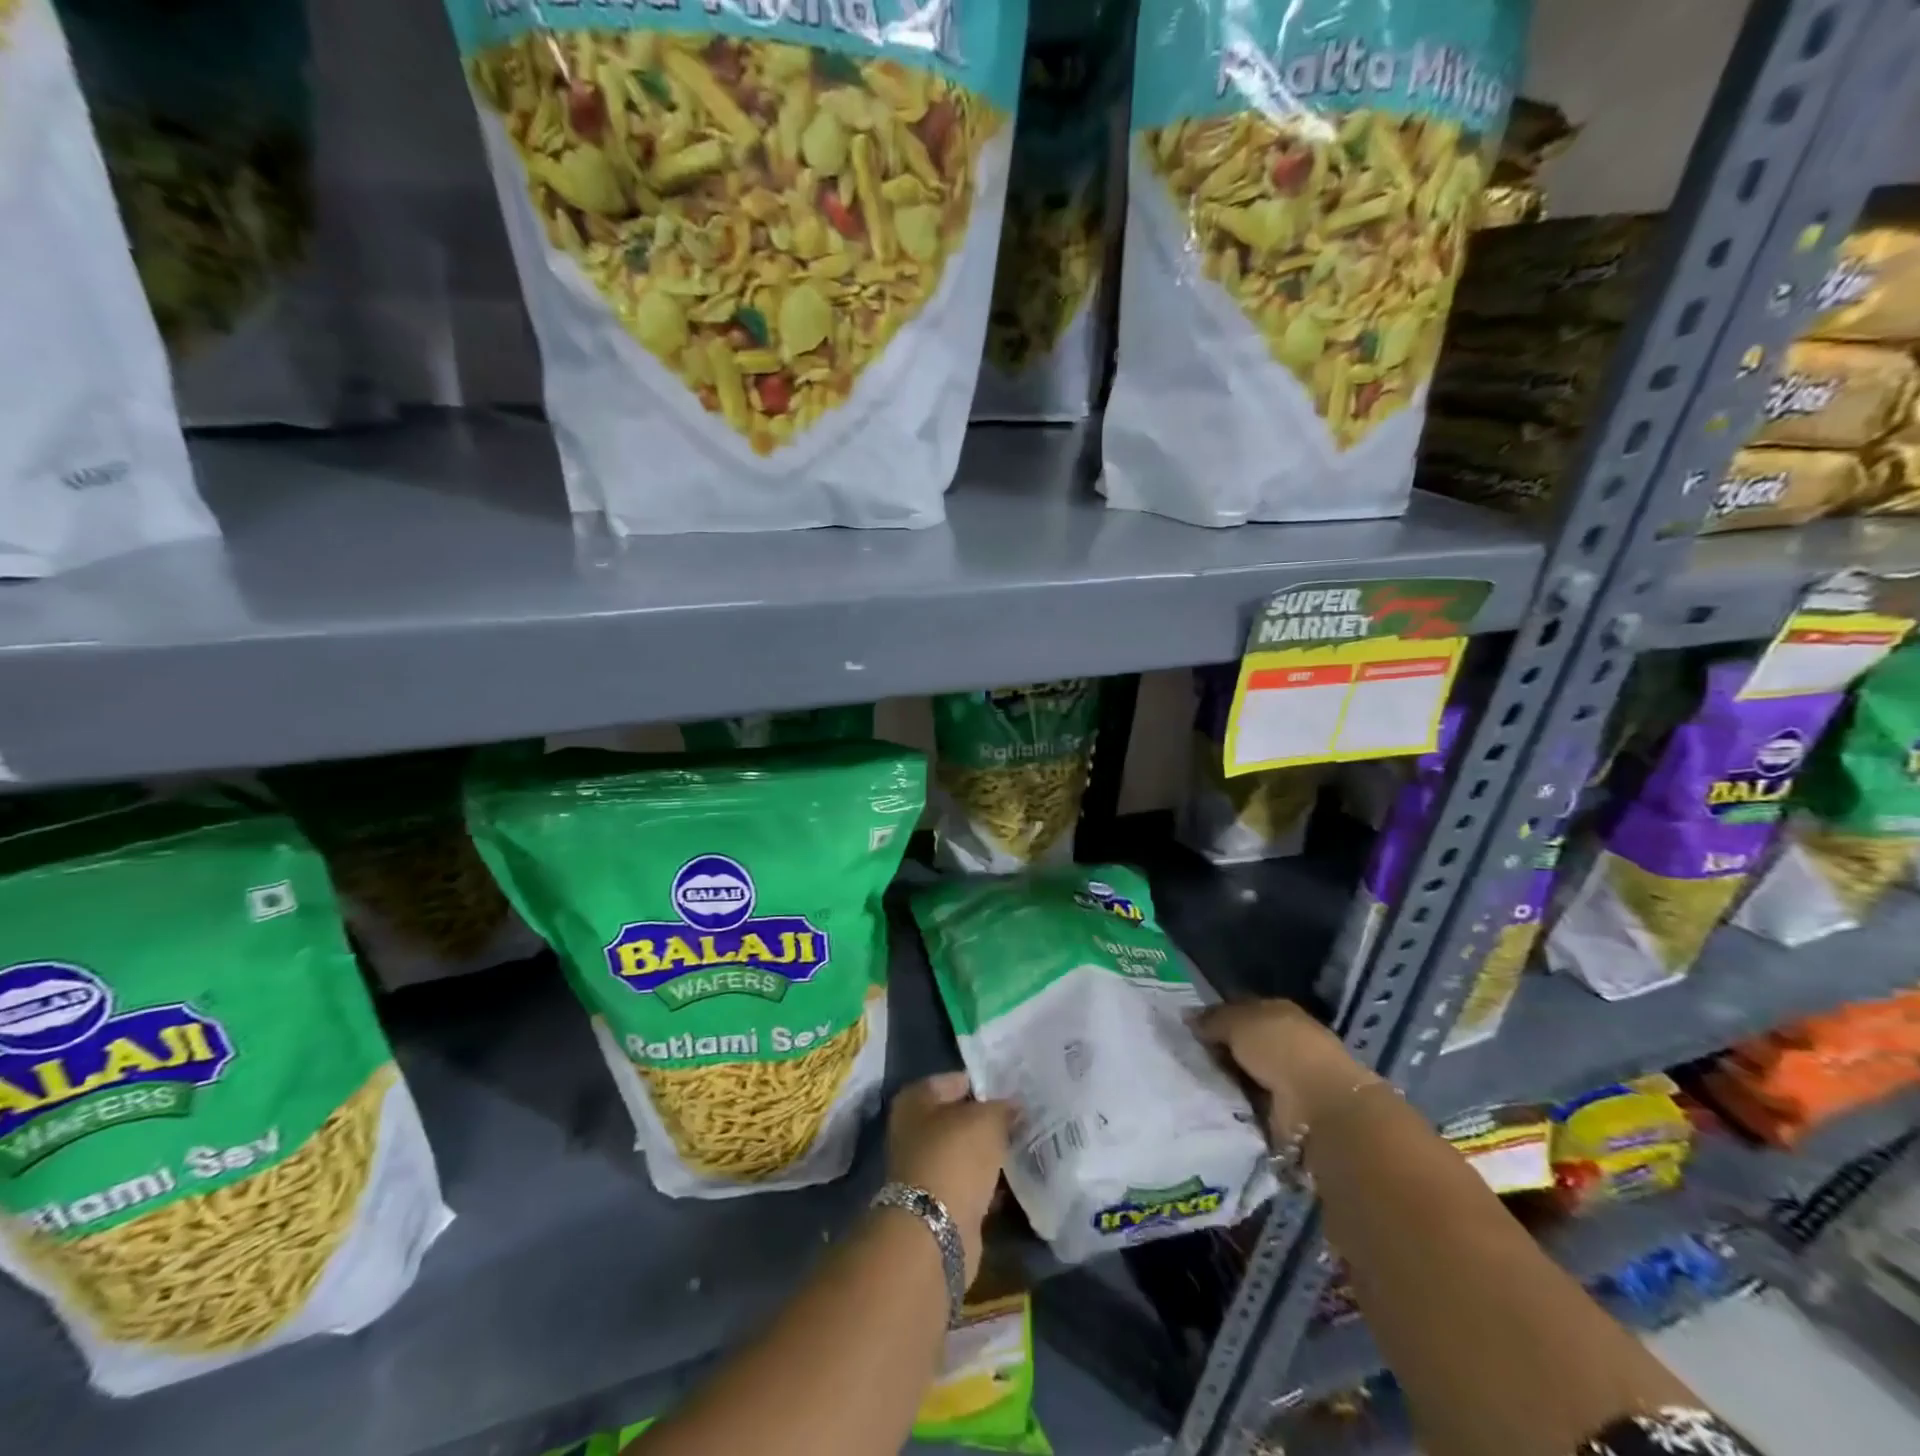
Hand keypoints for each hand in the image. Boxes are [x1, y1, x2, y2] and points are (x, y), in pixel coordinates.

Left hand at [885, 1072, 1013, 1279]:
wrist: (934, 1231)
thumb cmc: (954, 1158)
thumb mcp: (986, 1120)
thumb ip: (1003, 1108)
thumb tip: (1015, 1105)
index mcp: (915, 1100)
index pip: (957, 1081)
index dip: (987, 1083)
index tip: (1016, 1090)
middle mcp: (913, 1130)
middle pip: (960, 1117)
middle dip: (989, 1120)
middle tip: (1024, 1118)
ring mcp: (924, 1167)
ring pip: (965, 1151)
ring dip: (990, 1152)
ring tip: (1024, 1145)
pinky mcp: (938, 1201)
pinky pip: (969, 1181)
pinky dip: (988, 1181)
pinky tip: (1015, 1179)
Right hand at [1193, 999, 1382, 1140]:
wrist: (1318, 1106)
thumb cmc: (1280, 1049)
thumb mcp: (1238, 1022)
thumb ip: (1212, 1019)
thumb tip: (1187, 1017)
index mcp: (1278, 1012)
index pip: (1240, 1010)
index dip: (1215, 1017)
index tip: (1187, 1028)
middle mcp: (1284, 1042)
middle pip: (1241, 1043)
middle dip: (1216, 1050)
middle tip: (1182, 1055)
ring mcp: (1286, 1078)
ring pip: (1242, 1073)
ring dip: (1223, 1079)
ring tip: (1190, 1081)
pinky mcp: (1283, 1112)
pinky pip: (1247, 1102)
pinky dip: (1232, 1103)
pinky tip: (1210, 1102)